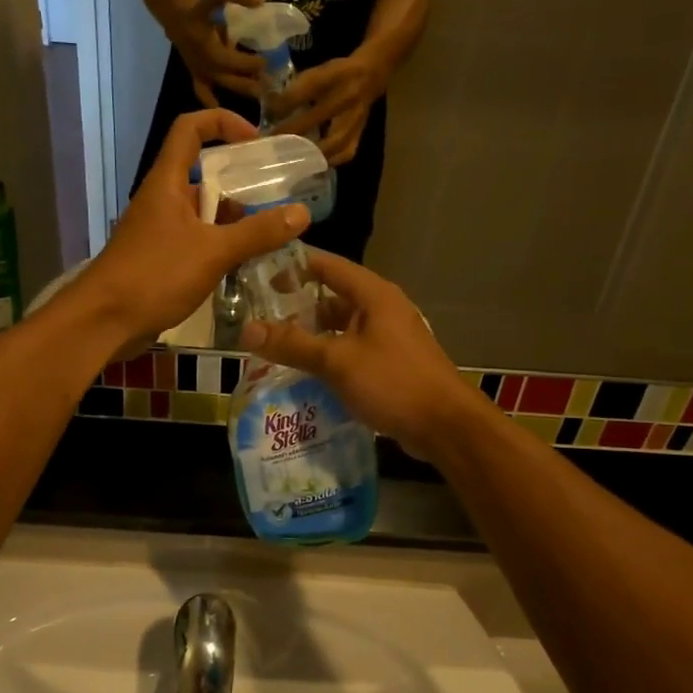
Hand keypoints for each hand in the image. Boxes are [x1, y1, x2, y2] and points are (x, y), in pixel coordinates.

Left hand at [79, 110, 309, 353]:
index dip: (223, 123)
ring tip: (270, 232)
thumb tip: (302, 213)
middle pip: (202, 172)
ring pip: (202, 211)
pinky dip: (220, 244)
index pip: (190, 129)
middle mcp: (162, 199)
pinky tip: (244, 262)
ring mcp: (159, 230)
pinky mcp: (159, 258)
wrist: (104, 321)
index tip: (256, 142)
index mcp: (167, 182)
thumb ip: (257, 233)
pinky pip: (196, 239)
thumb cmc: (155, 275)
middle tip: (276, 196)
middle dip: (239, 181)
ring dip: (233, 218)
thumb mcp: (213, 252)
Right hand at [168, 0, 265, 107]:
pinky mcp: (196, 76)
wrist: (177, 19)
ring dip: (240, 88)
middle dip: (248, 76)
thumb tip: (259, 2)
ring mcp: (198, 68)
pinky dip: (212, 102)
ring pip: (220, 82)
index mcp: (204, 38)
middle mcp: (200, 56)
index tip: (266, 61)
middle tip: (269, 82)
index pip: (227, 53)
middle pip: (226, 71)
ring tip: (260, 94)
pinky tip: (226, 112)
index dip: (246, 60)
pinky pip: (203, 92)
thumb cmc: (202, 8)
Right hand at [239, 249, 482, 459]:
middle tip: (258, 315)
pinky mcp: (390, 364)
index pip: (328, 266)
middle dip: (297, 307)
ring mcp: (388, 337)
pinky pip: (351, 351)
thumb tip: (247, 330)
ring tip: (274, 345)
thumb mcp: (337, 361)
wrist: (446, 426)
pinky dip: (329, 357)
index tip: (258, 271)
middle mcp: (382, 309)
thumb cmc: (393, 382)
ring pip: (341, 328)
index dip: (294, 266)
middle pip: (332, 298)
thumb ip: (293, 344)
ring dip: (312, 336)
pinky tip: (304, 373)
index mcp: (374, 295)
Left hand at [268, 51, 383, 163]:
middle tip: (272, 142)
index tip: (268, 113)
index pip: (307, 88)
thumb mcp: (316, 71)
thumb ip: (295, 88)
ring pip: (333, 141)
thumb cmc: (336, 74)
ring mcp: (356, 118)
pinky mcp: (360, 133)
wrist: (370, 76)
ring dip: (310, 152)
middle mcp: (347, 96)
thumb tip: (270, 107)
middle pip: (317, 117)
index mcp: (334, 75)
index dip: (285, 102)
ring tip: (290, 158)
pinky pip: (345, 153)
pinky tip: (313, 165)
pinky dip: (328, 161)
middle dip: (291, 131)